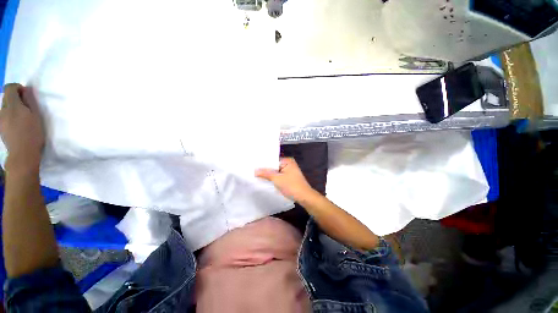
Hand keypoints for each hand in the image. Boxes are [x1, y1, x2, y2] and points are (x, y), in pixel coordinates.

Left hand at [0, 84, 44, 170]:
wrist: (22, 153)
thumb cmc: (33, 133)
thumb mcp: (36, 115)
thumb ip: (30, 100)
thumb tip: (26, 90)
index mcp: (12, 104)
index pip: (10, 87)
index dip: (17, 88)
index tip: (25, 95)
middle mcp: (3, 109)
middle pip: (6, 97)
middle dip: (15, 99)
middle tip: (26, 108)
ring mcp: (0, 118)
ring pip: (5, 107)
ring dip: (13, 108)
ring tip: (22, 118)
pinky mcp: (0, 126)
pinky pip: (3, 115)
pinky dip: (10, 116)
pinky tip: (17, 125)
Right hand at [256, 157, 314, 200]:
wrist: (304, 197)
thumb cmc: (291, 186)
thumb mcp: (277, 179)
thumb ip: (265, 174)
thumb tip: (255, 171)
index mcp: (287, 161)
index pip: (272, 160)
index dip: (263, 163)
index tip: (253, 165)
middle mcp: (289, 164)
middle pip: (274, 166)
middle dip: (266, 169)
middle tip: (253, 170)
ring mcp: (289, 171)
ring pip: (276, 172)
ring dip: (269, 175)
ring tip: (256, 175)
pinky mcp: (289, 178)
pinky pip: (279, 176)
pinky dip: (274, 178)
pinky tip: (265, 180)